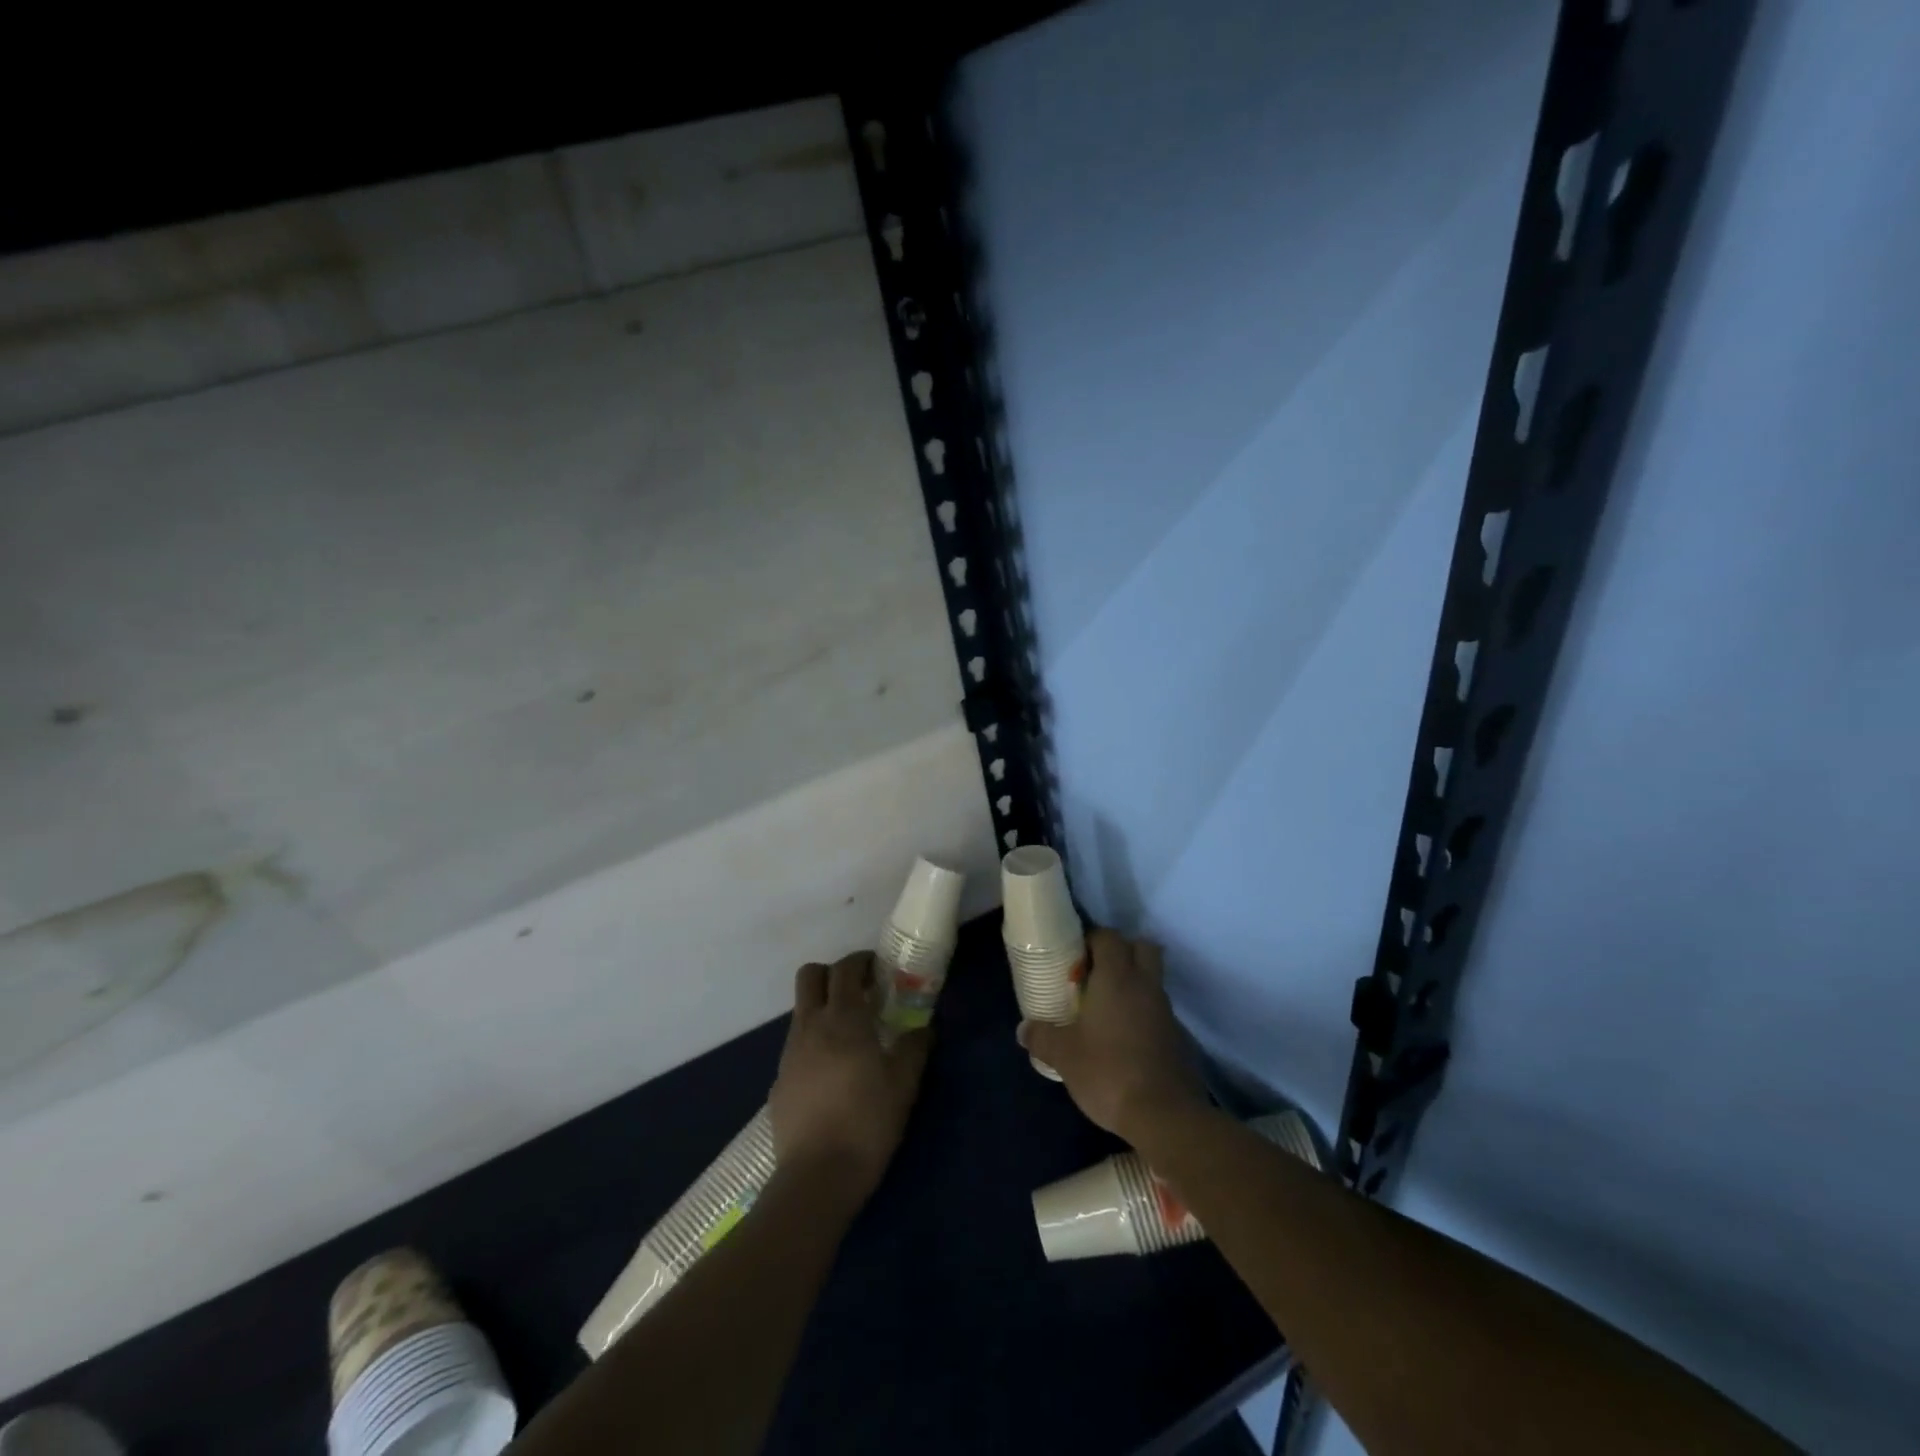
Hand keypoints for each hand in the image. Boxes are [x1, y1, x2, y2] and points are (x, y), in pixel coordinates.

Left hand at [769, 951, 931, 1205]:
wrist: (816, 1177)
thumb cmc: (867, 1122)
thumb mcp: (904, 1084)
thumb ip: (915, 1048)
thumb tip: (923, 1029)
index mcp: (843, 1018)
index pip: (845, 968)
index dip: (861, 961)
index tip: (878, 970)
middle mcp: (810, 1026)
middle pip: (810, 976)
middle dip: (832, 974)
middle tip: (859, 992)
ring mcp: (789, 1053)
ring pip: (801, 1011)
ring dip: (823, 1009)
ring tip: (850, 1036)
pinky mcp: (779, 1081)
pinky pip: (796, 1046)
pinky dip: (813, 1044)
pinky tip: (832, 1074)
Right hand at [1019, 929, 1208, 1146]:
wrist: (1165, 1116)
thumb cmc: (1108, 1072)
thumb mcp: (1064, 1056)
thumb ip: (1042, 1037)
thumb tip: (1023, 1029)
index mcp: (1117, 978)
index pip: (1109, 937)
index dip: (1092, 939)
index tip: (1074, 956)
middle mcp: (1145, 985)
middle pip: (1142, 947)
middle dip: (1121, 951)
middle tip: (1096, 973)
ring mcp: (1166, 1011)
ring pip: (1152, 979)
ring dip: (1133, 983)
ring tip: (1106, 1008)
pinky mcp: (1178, 1036)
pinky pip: (1158, 1010)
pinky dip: (1143, 1013)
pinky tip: (1124, 1038)